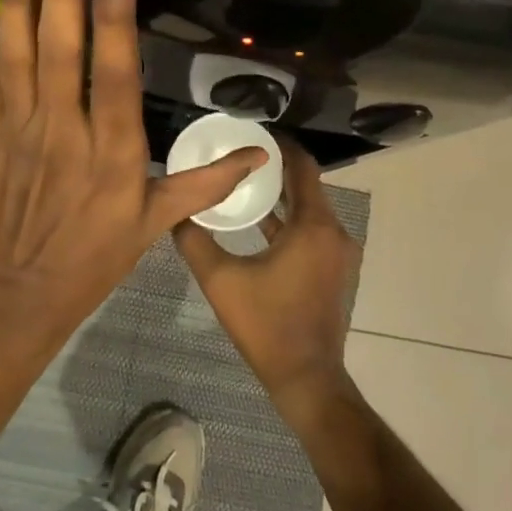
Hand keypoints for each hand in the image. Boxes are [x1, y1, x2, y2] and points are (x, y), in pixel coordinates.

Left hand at [0, 0, 265, 339]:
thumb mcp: (154, 227)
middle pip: (62, 42)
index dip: (116, 11)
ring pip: (17, 46)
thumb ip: (204, 185)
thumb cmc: (90, 262)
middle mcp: (63, 126)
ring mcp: (17, 124)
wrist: (11, 299)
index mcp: (113, 150)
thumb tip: (261, 156)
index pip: (116, 69)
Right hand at [175, 141, 360, 401]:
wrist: (306, 378)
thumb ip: (194, 241)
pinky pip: (311, 229)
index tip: (252, 132)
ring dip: (281, 194)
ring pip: (309, 208)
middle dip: (275, 167)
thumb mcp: (220, 280)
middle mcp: (333, 231)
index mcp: (313, 225)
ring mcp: (337, 253)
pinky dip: (289, 219)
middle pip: (306, 184)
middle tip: (240, 153)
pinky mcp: (333, 269)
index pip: (302, 166)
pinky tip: (259, 220)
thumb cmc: (266, 325)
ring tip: (244, 180)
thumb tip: (174, 211)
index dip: (280, 145)